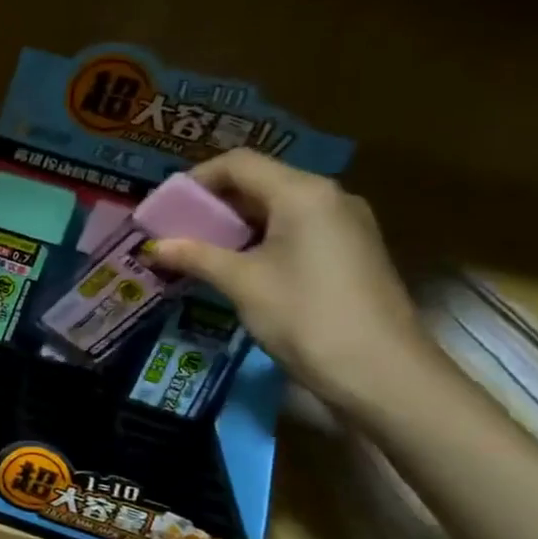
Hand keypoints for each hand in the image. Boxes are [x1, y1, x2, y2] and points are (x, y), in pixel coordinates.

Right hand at [144, 150, 444, 419]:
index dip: (195, 180)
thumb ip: (196, 256)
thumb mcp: (242, 284)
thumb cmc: (306, 317)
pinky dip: (260, 239)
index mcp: (302, 193)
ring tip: (197, 249)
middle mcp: (328, 197)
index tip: (164, 208)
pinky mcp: (351, 251)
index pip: (238, 164)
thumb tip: (154, 246)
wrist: (383, 374)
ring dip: (235, 224)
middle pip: (259, 182)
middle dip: (213, 204)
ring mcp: (345, 224)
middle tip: (174, 230)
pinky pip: (296, 229)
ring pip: (277, 207)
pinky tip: (237, 266)